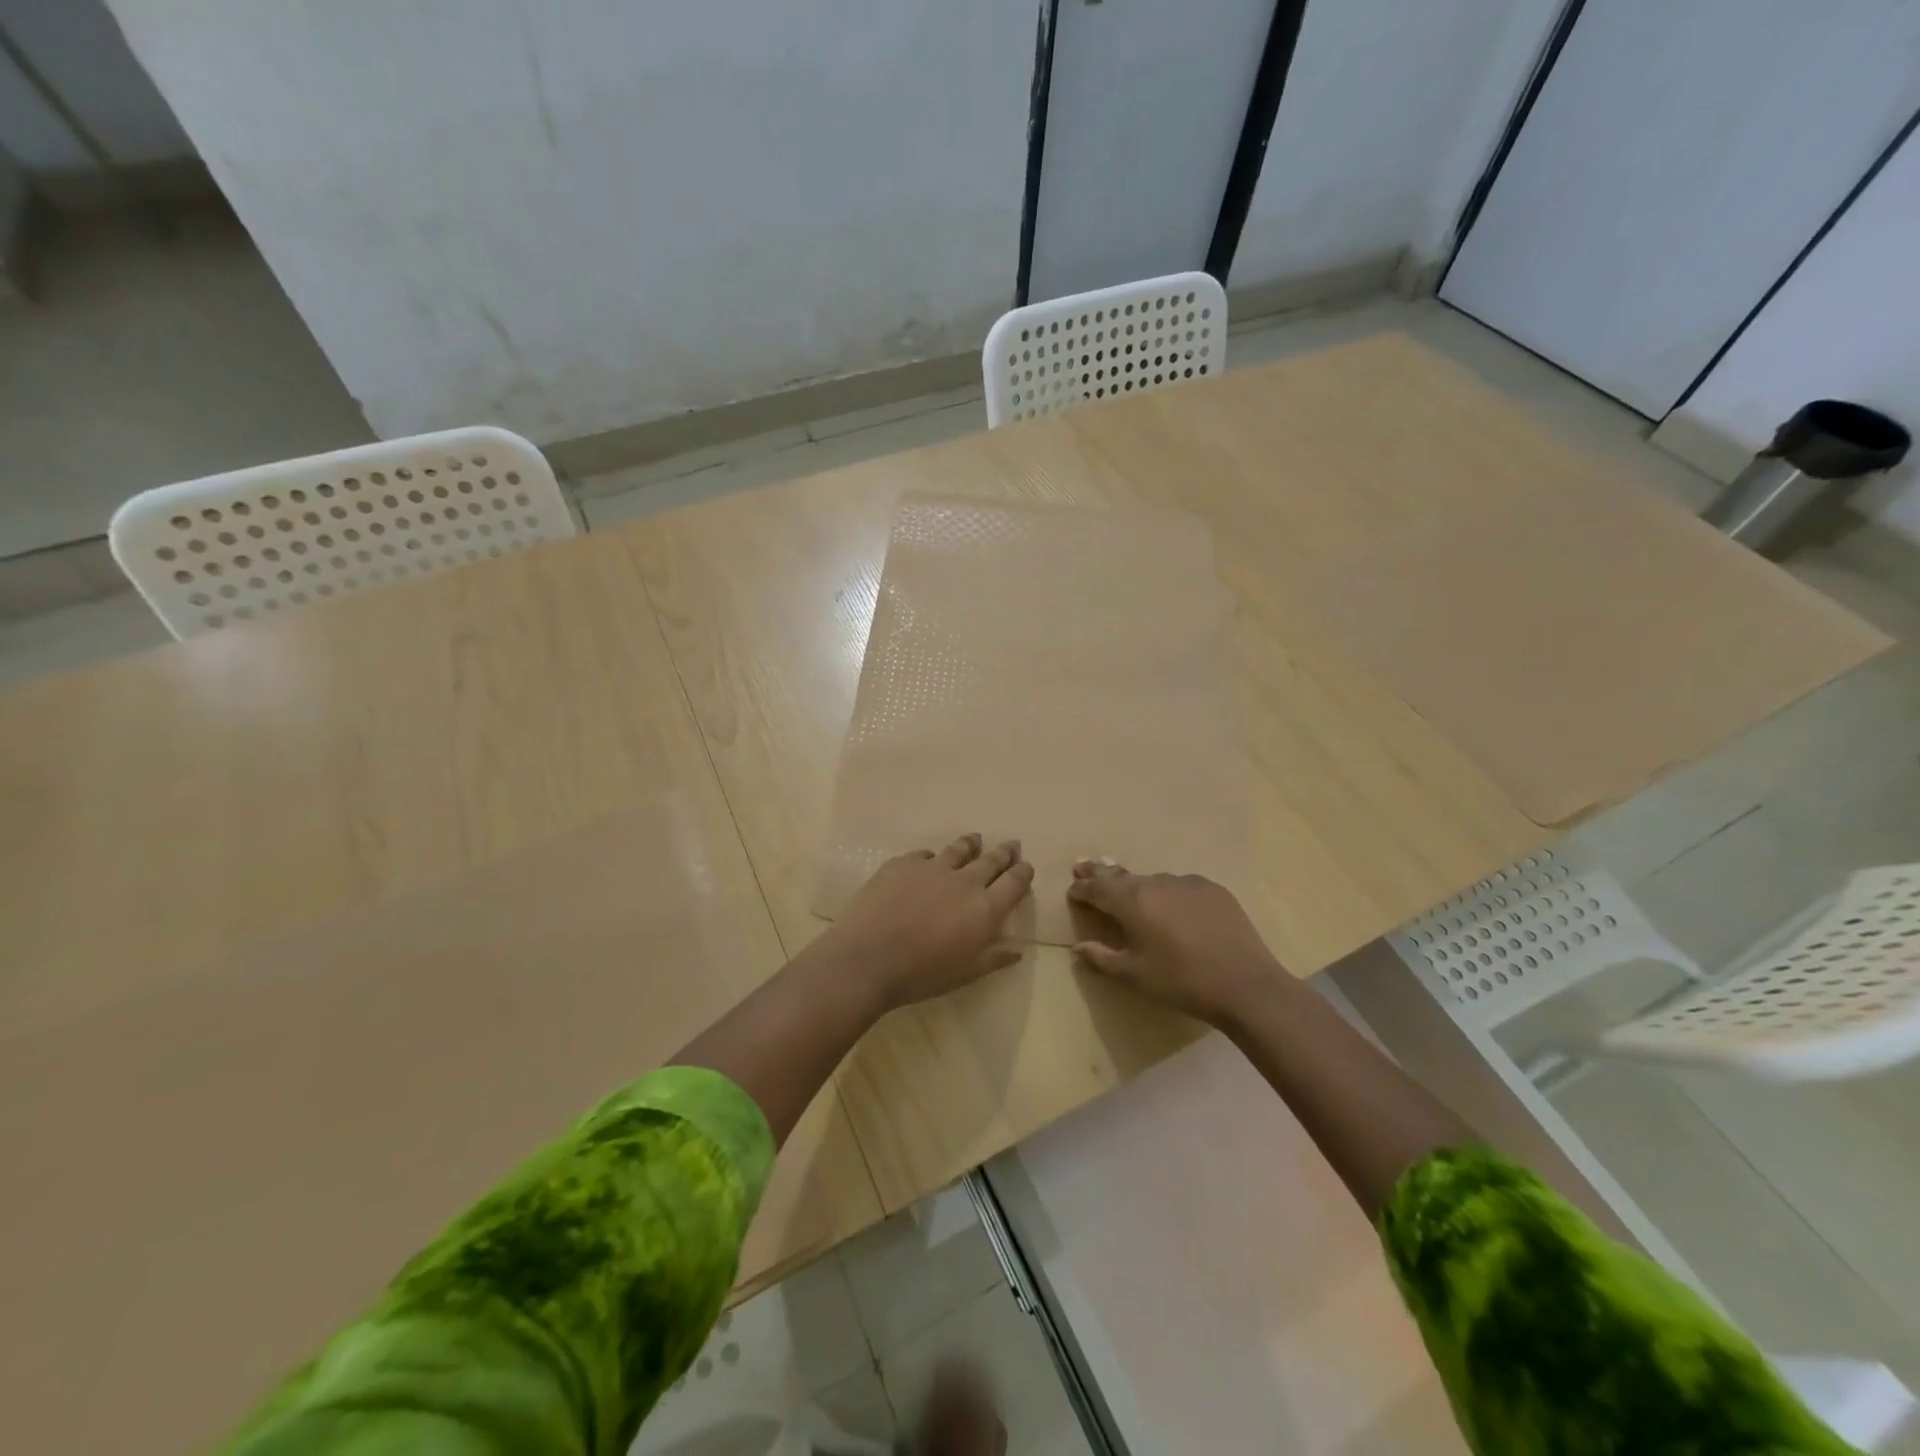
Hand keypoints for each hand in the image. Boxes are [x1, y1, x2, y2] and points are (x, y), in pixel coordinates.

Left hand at [817, 834, 1033, 1011]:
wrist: (868, 958)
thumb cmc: (922, 974)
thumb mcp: (966, 973)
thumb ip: (994, 957)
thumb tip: (1017, 950)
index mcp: (985, 909)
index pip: (1013, 883)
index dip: (1023, 872)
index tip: (1026, 865)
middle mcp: (964, 881)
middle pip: (991, 860)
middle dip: (1004, 853)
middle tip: (1011, 845)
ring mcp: (932, 867)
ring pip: (958, 849)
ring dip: (971, 844)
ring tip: (975, 840)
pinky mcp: (903, 863)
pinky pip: (923, 855)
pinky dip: (932, 857)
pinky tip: (928, 860)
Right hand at [1066, 860, 1281, 1023]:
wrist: (1245, 984)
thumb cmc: (1182, 982)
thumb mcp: (1135, 975)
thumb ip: (1102, 958)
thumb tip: (1078, 947)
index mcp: (1132, 902)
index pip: (1097, 888)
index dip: (1082, 889)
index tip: (1072, 891)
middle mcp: (1156, 883)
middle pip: (1121, 875)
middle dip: (1100, 873)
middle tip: (1084, 866)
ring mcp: (1187, 882)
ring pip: (1152, 880)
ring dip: (1137, 885)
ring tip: (1130, 891)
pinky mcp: (1213, 889)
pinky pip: (1180, 886)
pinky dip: (1168, 892)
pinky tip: (1172, 906)